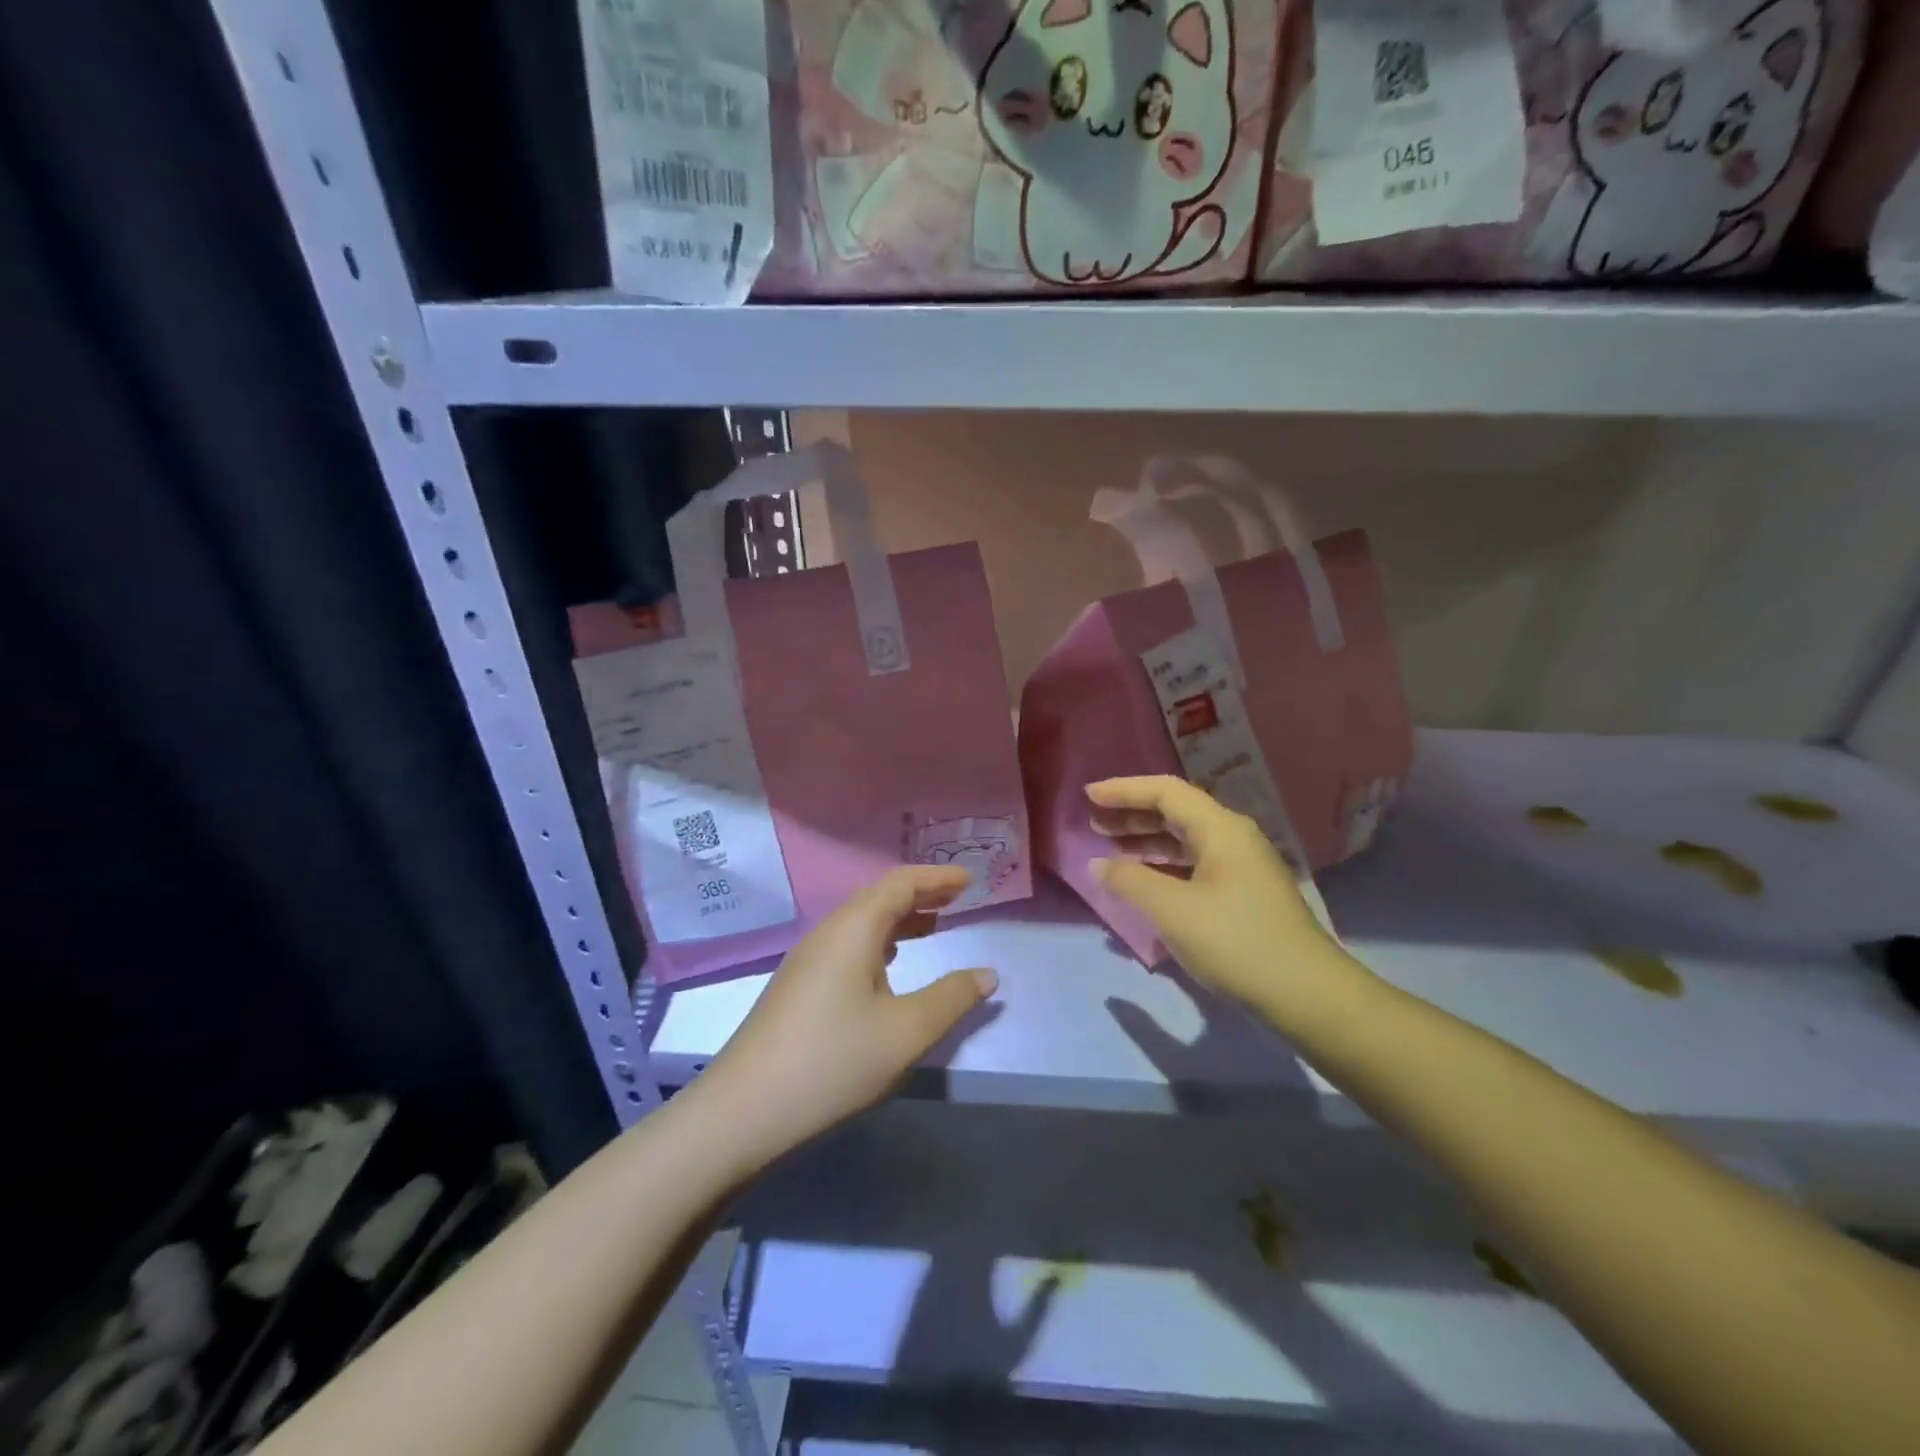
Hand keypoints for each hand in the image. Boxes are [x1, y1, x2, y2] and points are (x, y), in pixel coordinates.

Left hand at [694, 866, 996, 1173]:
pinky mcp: (799, 986)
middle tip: (957, 900)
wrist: (744, 1111)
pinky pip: (848, 945)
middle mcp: (827, 933)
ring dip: (900, 919)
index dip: (937, 878)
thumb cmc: (833, 1061)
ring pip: (861, 923)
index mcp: (853, 928)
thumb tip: (987, 974)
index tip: (970, 880)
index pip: (900, 883)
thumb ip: (952, 998)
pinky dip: (880, 942)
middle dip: (921, 895)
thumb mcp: (906, 1032)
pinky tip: (889, 966)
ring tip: (933, 927)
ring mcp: (807, 960)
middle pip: (879, 898)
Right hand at [1087, 776, 1363, 1022]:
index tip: (1088, 797)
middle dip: (1132, 814)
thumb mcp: (1172, 910)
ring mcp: (1242, 867)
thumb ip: (1130, 881)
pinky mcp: (1243, 895)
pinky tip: (1144, 883)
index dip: (1124, 790)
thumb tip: (1098, 864)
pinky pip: (1194, 865)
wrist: (1306, 995)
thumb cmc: (1236, 942)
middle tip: (1093, 823)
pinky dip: (1163, 866)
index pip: (1166, 791)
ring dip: (1146, 841)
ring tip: (1110, 851)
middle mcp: (1233, 838)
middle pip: (1176, 812)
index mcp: (1220, 829)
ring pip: (1185, 840)